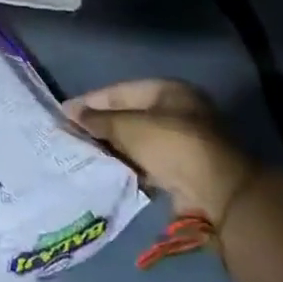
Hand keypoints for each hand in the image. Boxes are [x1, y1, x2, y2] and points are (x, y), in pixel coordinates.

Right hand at [66, 79, 257, 221]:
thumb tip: (70, 112)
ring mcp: (182, 140)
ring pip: (137, 140)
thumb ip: (98, 120)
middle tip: (72, 136)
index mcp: (167, 90)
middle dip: (101, 126)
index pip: (118, 91)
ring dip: (114, 147)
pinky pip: (147, 161)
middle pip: (128, 115)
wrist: (218, 191)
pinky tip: (108, 170)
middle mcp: (177, 110)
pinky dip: (129, 164)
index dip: (90, 101)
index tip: (64, 113)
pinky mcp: (183, 167)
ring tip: (85, 154)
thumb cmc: (171, 145)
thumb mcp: (128, 127)